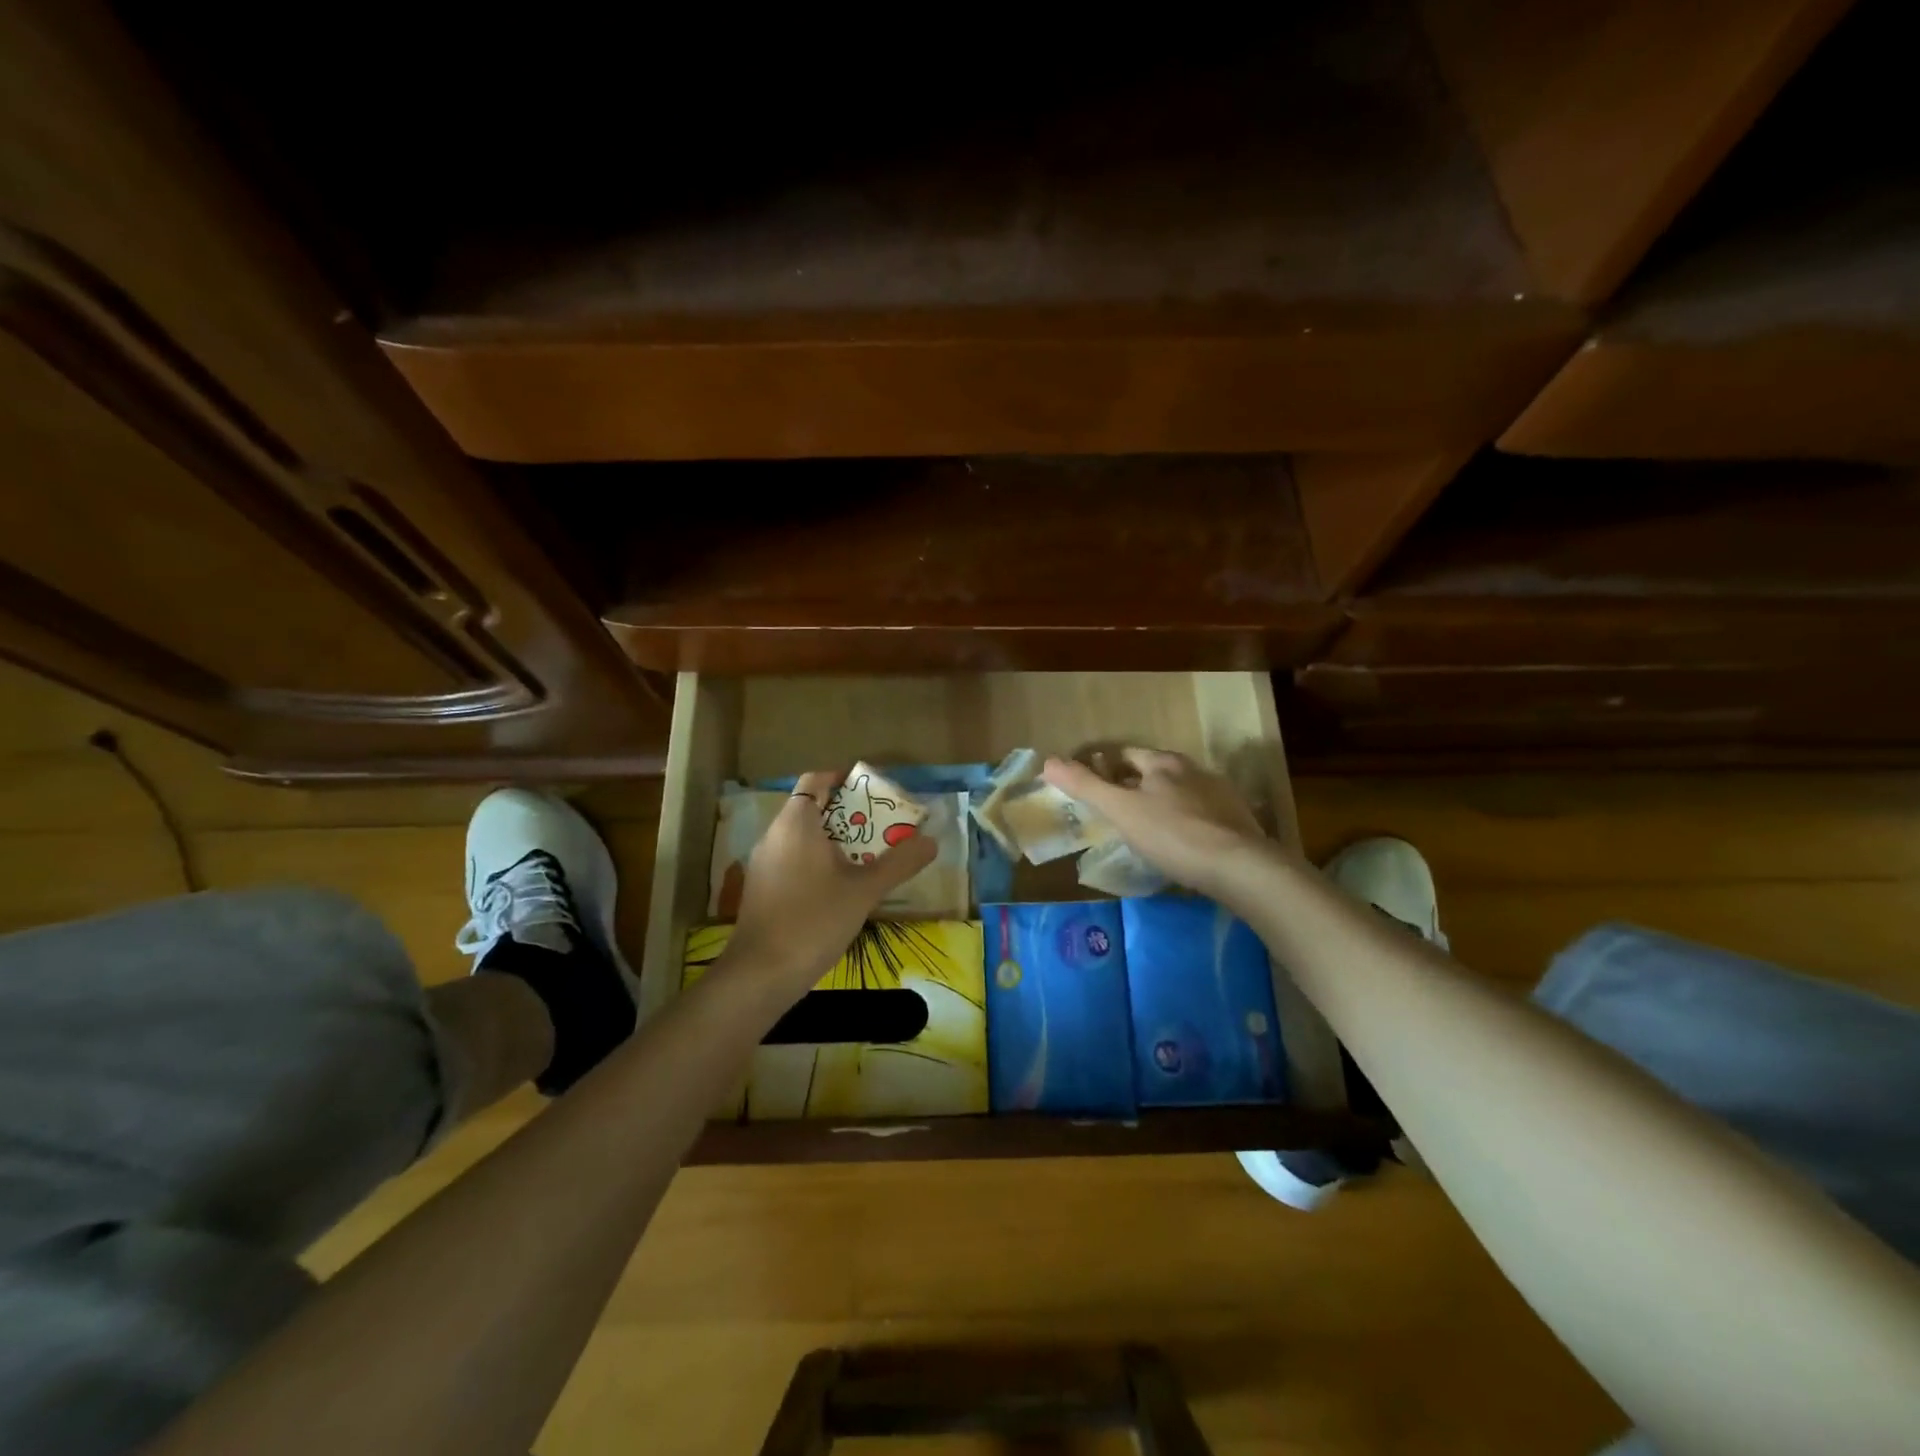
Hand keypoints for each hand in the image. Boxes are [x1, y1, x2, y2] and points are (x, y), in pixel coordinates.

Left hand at [718, 768, 938, 996]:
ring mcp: (764, 863)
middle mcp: (774, 835)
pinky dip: (816, 861)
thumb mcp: (864, 890)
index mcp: (796, 823)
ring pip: (801, 837)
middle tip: (881, 827)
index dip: (842, 779)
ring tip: (867, 857)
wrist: (761, 974)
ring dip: (833, 840)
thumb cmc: (814, 920)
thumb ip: (899, 863)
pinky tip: (839, 887)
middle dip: (847, 813)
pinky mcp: (761, 888)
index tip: (872, 792)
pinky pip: (792, 859)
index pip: (815, 780)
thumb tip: (931, 841)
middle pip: (811, 808)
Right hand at [1041, 747, 1271, 897]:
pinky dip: (1185, 822)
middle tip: (1114, 809)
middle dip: (1133, 784)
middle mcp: (1193, 769)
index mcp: (1163, 763)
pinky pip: (1201, 814)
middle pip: (1154, 771)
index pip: (1126, 753)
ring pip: (1179, 792)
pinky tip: (1181, 843)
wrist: (1241, 867)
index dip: (1105, 766)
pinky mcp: (1237, 820)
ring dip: (1161, 803)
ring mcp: (1219, 794)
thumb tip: (1048, 761)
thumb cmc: (1173, 835)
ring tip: (1145, 828)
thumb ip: (1086, 786)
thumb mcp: (1121, 810)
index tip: (1091, 785)